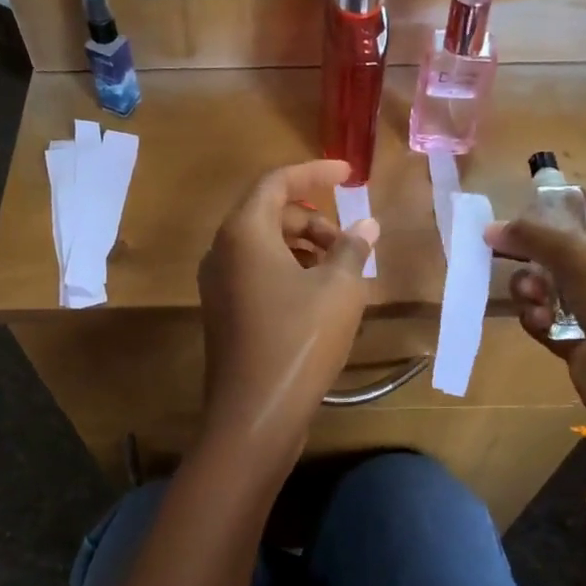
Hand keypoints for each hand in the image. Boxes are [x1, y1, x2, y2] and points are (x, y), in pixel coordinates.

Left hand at [199, 160, 378, 462]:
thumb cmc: (299, 340)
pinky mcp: (224, 312)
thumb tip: (367, 226)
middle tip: (350, 242)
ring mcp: (218, 284)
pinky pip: (257, 273)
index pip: (276, 182)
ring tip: (342, 271)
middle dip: (313, 219)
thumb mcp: (339, 289)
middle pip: (269, 214)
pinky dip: (289, 271)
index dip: (314, 172)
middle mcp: (222, 251)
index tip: (348, 174)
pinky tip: (321, 297)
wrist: (254, 413)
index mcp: (244, 233)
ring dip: (304, 247)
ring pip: (264, 246)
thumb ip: (352, 249)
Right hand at [484, 196, 585, 440]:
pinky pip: (545, 317)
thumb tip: (490, 227)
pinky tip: (540, 323)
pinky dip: (537, 318)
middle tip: (501, 252)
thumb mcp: (581, 255)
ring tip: (532, 298)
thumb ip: (533, 234)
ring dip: (531, 287)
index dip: (557, 202)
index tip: (518, 210)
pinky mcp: (580, 338)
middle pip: (559, 245)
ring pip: (546, 282)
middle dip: (531, 251)